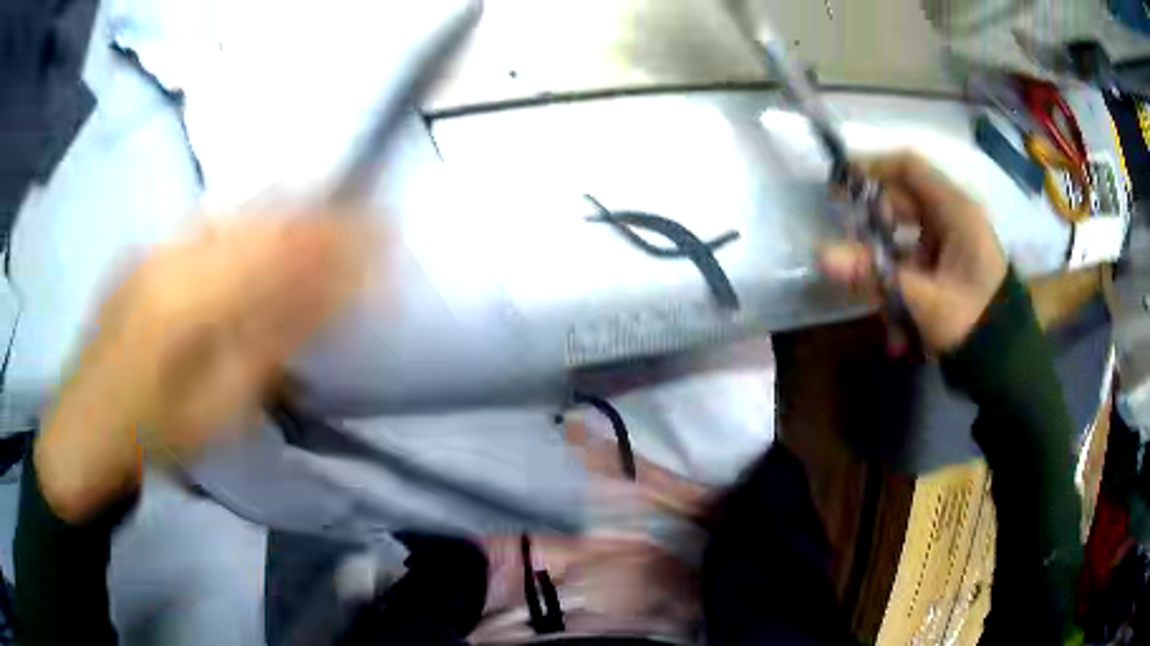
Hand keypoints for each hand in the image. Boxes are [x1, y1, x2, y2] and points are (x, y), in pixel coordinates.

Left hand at [36, 213, 371, 521]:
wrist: (82, 430)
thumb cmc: (150, 436)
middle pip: (259, 214)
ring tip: (330, 226)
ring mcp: (157, 245)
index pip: (276, 246)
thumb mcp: (215, 407)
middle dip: (318, 215)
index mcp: (186, 294)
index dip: (332, 236)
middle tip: (366, 225)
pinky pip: (213, 225)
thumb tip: (323, 296)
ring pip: (236, 212)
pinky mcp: (150, 252)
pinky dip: (253, 225)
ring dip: (288, 215)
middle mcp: (172, 250)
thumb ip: (267, 344)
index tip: (381, 235)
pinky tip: (270, 236)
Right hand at [819, 152, 1006, 351]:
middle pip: (904, 198)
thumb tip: (821, 255)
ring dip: (884, 254)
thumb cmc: (972, 323)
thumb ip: (874, 276)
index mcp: (956, 210)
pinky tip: (892, 309)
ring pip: (907, 229)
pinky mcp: (951, 261)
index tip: (838, 188)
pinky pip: (916, 254)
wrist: (1004, 361)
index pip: (908, 167)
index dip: (871, 169)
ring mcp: (953, 238)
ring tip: (871, 288)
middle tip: (848, 248)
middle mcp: (955, 214)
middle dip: (873, 222)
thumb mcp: (923, 301)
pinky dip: (899, 274)